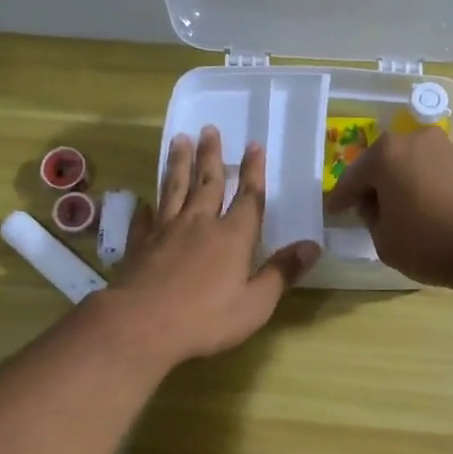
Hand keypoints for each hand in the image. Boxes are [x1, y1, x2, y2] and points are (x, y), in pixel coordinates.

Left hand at [106, 126, 319, 365]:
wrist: (142, 324)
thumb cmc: (206, 319)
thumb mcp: (256, 303)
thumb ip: (282, 273)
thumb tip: (312, 246)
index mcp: (233, 237)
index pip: (248, 197)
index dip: (253, 171)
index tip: (254, 144)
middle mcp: (200, 224)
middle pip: (208, 183)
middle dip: (211, 155)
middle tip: (209, 129)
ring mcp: (165, 231)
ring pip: (174, 189)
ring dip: (178, 164)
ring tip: (179, 140)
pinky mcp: (139, 245)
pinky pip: (144, 219)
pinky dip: (146, 207)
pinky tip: (145, 201)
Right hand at [322, 127, 452, 289]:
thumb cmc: (430, 243)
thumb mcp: (384, 240)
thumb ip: (371, 219)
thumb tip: (378, 206)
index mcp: (385, 154)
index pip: (351, 179)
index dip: (340, 199)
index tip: (332, 211)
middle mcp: (412, 140)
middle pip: (379, 165)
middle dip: (369, 187)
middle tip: (361, 210)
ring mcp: (441, 147)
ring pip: (404, 166)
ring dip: (395, 185)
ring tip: (391, 212)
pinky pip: (426, 172)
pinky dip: (417, 187)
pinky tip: (417, 208)